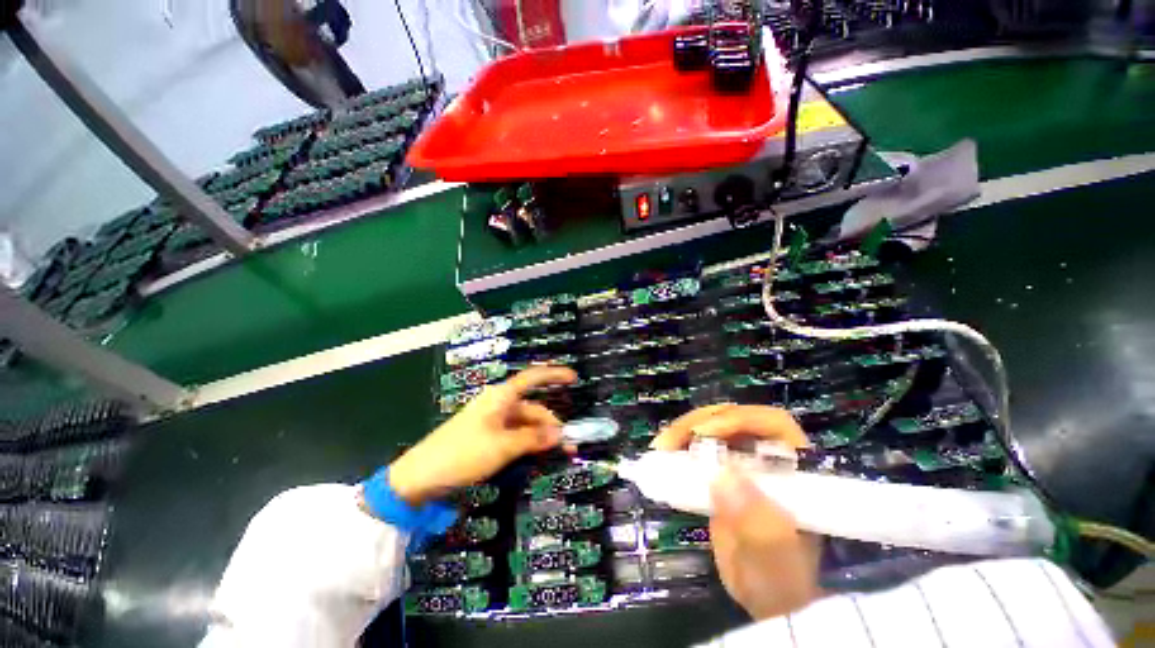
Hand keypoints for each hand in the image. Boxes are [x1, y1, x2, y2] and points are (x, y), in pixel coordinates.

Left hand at [388, 366, 576, 506]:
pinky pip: (514, 435)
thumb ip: (533, 439)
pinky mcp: (486, 436)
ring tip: (557, 454)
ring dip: (541, 437)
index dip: (554, 375)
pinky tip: (537, 455)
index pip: (532, 378)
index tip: (574, 378)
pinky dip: (527, 443)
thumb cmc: (463, 453)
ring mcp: (492, 421)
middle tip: (569, 445)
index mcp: (501, 397)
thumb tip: (560, 434)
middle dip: (551, 424)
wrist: (420, 477)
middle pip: (532, 408)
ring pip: (525, 424)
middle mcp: (498, 404)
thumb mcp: (503, 446)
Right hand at [651, 405, 822, 619]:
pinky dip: (679, 444)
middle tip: (671, 441)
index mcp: (794, 470)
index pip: (772, 424)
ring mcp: (742, 461)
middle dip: (700, 422)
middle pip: (735, 418)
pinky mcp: (721, 470)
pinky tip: (663, 452)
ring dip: (684, 430)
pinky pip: (699, 446)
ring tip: (661, 447)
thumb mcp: (775, 561)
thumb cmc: (781, 581)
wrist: (767, 597)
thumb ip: (759, 526)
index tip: (704, 434)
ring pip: (713, 426)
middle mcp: (768, 457)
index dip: (738, 420)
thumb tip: (723, 478)